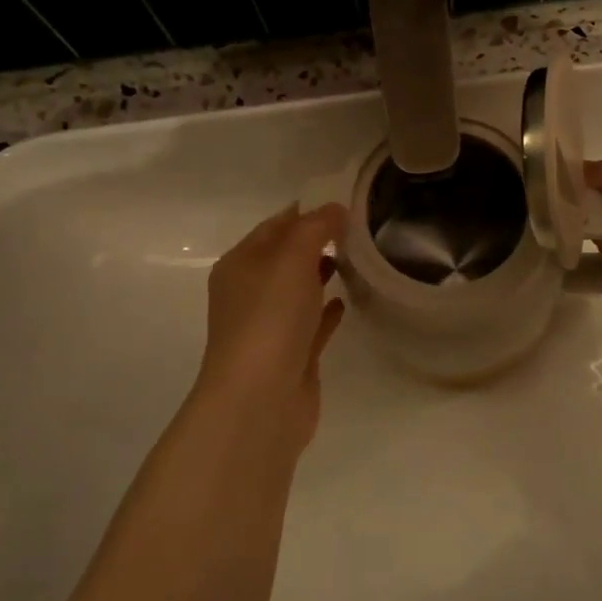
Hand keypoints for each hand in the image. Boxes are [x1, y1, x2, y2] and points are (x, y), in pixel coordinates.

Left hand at [195, 204, 346, 445]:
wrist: (260, 399)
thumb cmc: (270, 318)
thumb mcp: (292, 258)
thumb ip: (315, 227)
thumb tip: (335, 209)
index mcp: (241, 264)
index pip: (276, 225)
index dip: (308, 211)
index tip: (347, 201)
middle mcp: (250, 292)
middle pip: (287, 257)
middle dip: (319, 241)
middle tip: (361, 229)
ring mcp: (270, 327)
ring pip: (300, 290)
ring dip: (323, 274)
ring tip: (360, 259)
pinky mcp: (291, 355)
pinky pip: (312, 324)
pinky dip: (327, 310)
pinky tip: (348, 302)